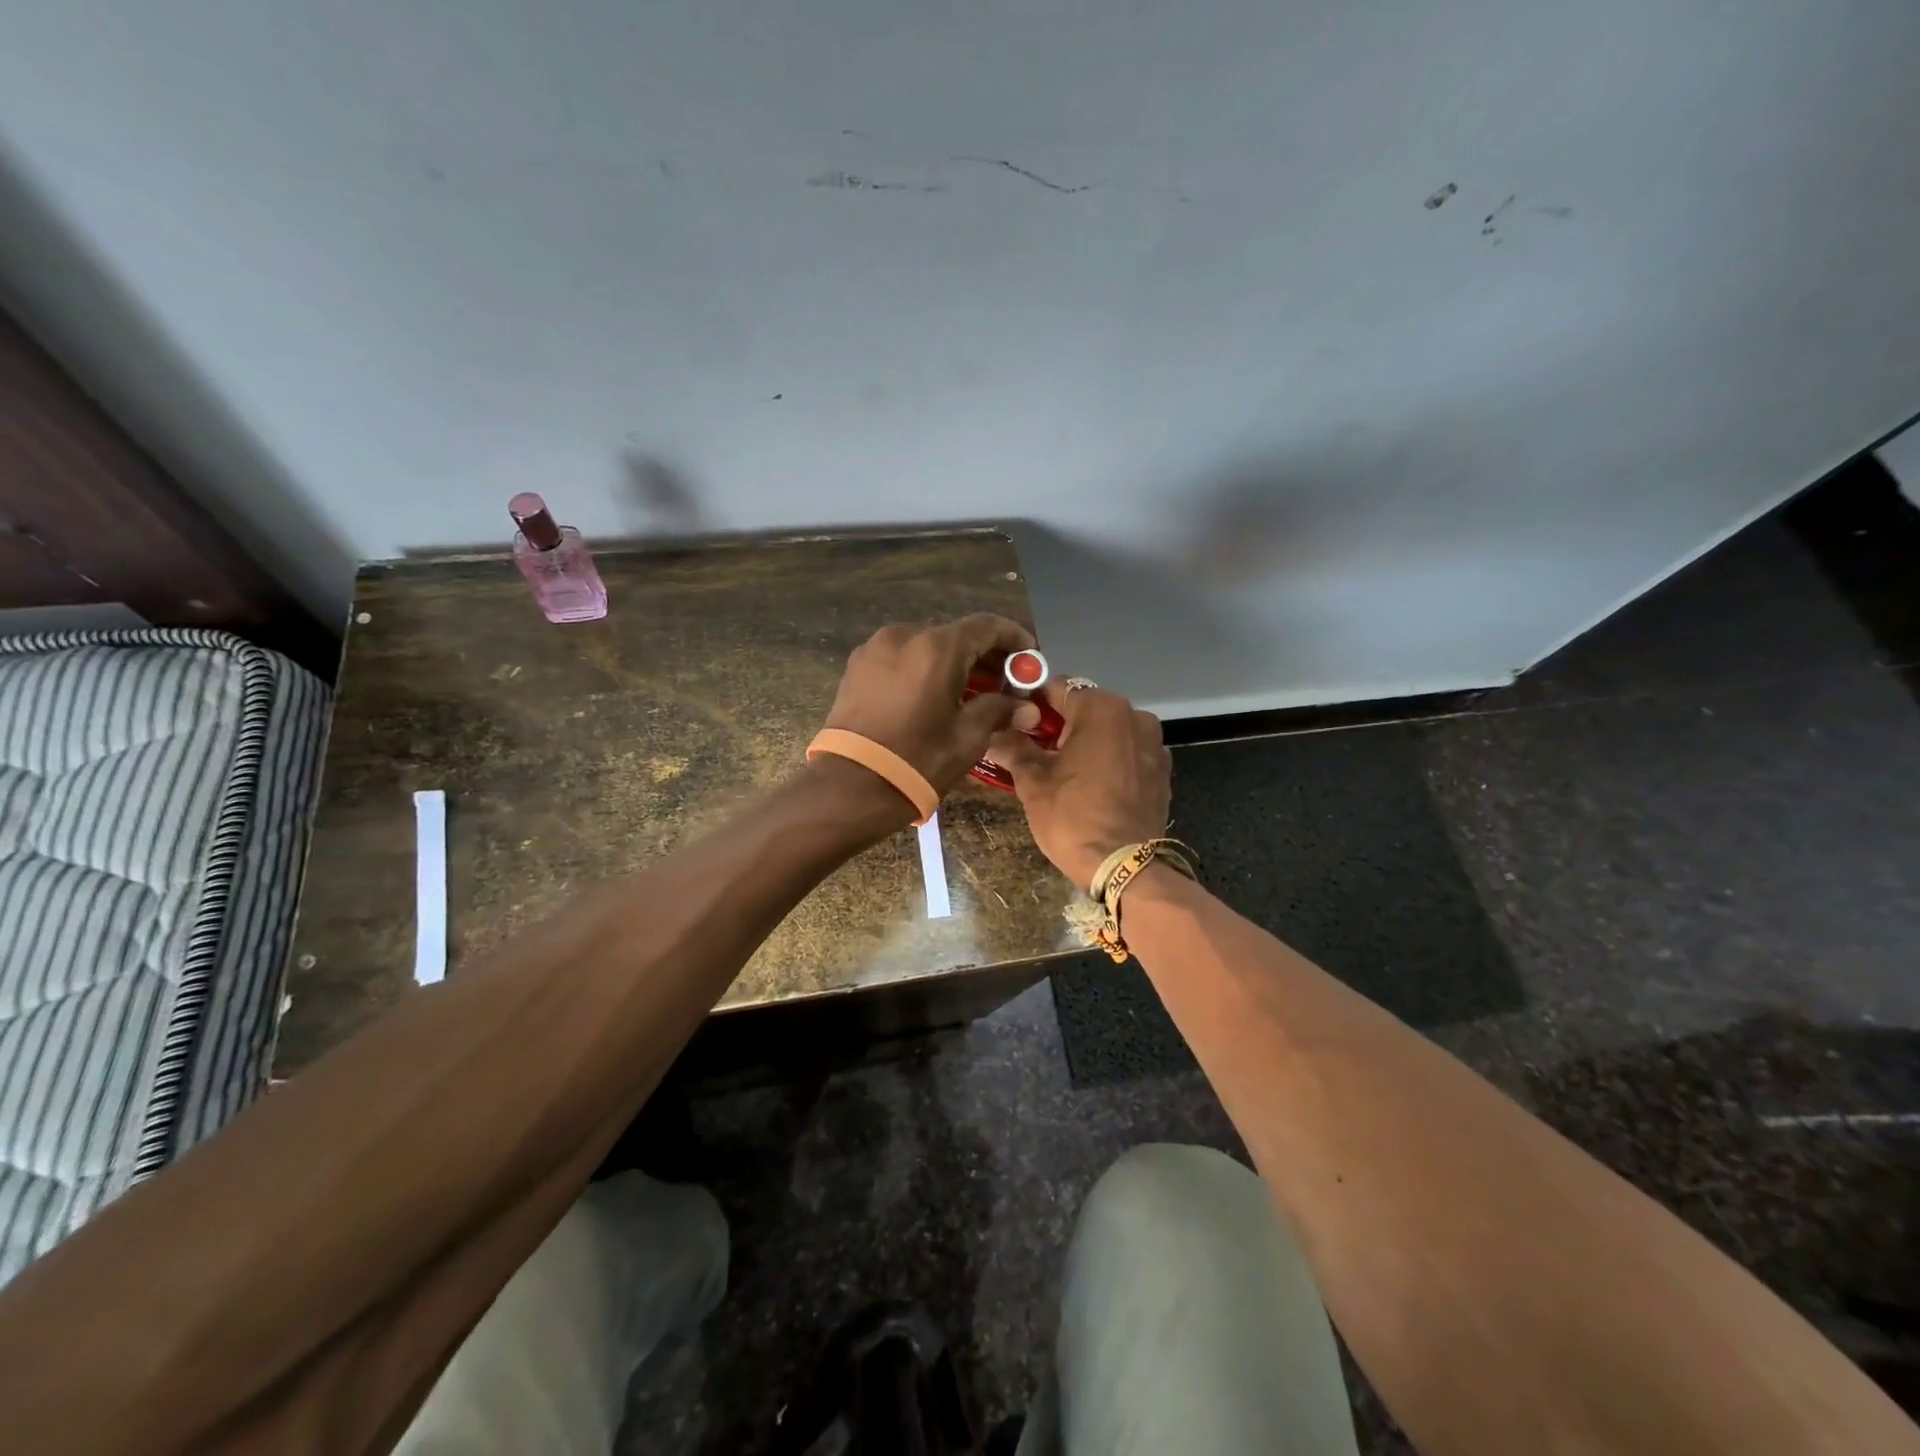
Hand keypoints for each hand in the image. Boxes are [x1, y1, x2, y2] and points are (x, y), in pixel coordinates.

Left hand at [821, 615, 1040, 793]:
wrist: (850, 786)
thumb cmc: (917, 760)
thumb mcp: (968, 737)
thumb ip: (999, 711)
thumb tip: (1027, 708)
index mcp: (936, 647)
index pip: (987, 626)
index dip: (1014, 638)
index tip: (1030, 658)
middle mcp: (905, 635)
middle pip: (955, 635)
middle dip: (984, 655)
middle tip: (1005, 683)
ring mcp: (876, 648)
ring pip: (926, 645)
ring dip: (953, 662)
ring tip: (970, 693)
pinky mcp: (857, 666)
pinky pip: (902, 658)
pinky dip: (924, 668)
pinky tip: (934, 696)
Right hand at [986, 684, 1170, 889]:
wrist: (1124, 867)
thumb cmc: (1073, 816)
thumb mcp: (1032, 781)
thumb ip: (1013, 748)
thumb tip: (993, 733)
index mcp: (1101, 708)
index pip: (1056, 687)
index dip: (1030, 700)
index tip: (1013, 720)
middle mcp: (1134, 715)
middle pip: (1085, 707)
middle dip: (1058, 723)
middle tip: (1032, 749)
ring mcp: (1154, 743)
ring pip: (1108, 730)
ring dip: (1084, 741)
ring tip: (1061, 769)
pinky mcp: (1162, 770)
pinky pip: (1127, 752)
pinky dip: (1108, 758)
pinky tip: (1091, 784)